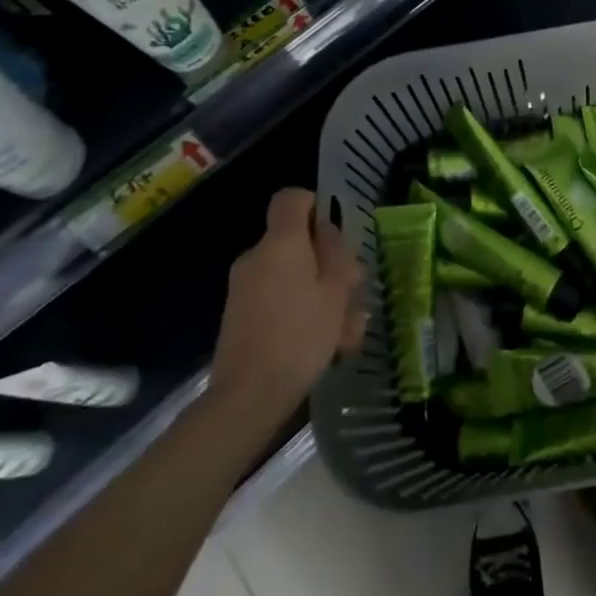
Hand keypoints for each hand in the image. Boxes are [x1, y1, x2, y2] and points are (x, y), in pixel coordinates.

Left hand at [208, 188, 365, 419]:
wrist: (248, 397)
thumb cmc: (300, 336)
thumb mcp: (336, 292)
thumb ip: (337, 255)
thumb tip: (327, 233)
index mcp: (281, 243)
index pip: (291, 199)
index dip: (315, 205)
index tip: (336, 233)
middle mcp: (256, 257)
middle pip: (297, 242)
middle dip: (329, 264)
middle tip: (354, 295)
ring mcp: (244, 287)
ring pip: (293, 276)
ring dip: (322, 295)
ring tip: (347, 332)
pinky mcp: (241, 315)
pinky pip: (279, 299)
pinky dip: (302, 312)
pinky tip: (328, 346)